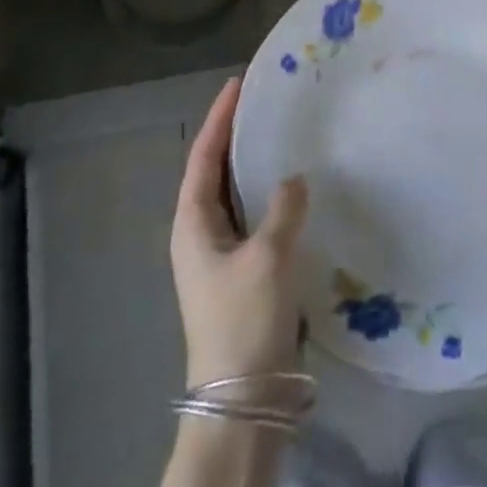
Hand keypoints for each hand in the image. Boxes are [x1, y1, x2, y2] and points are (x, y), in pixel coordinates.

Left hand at [171, 77, 310, 387]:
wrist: (243, 401)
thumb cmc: (245, 321)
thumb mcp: (268, 257)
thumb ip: (283, 208)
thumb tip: (293, 179)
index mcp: (193, 223)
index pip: (204, 157)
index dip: (219, 119)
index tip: (236, 85)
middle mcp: (199, 234)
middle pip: (214, 172)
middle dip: (233, 136)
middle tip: (261, 104)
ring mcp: (218, 256)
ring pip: (232, 195)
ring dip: (249, 165)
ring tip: (276, 135)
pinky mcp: (239, 274)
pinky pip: (250, 218)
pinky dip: (264, 195)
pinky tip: (289, 190)